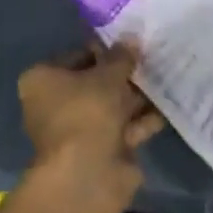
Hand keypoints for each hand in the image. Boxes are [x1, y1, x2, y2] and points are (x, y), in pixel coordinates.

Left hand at [19, 41, 163, 199]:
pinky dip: (143, 120)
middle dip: (123, 75)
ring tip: (166, 78)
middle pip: (94, 84)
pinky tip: (169, 106)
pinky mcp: (99, 152)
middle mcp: (54, 105)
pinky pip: (124, 128)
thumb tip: (130, 38)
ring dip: (136, 96)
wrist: (88, 174)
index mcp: (42, 81)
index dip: (103, 50)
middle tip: (152, 59)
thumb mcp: (108, 76)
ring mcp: (77, 131)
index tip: (130, 45)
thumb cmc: (87, 111)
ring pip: (111, 107)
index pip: (76, 57)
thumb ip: (121, 57)